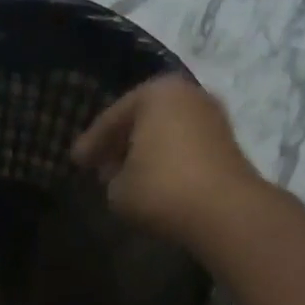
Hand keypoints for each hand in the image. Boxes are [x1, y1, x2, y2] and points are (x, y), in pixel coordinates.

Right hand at [71, 74, 263, 242]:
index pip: (112, 118)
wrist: (225, 211)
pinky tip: (155, 182)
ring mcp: (212, 117)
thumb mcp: (118, 189)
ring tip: (126, 177)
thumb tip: (119, 175)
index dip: (91, 144)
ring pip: (166, 133)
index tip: (76, 161)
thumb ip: (111, 177)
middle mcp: (187, 94)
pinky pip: (186, 148)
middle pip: (142, 119)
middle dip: (120, 143)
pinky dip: (168, 161)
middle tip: (100, 166)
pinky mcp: (228, 143)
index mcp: (156, 93)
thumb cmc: (161, 189)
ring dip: (145, 153)